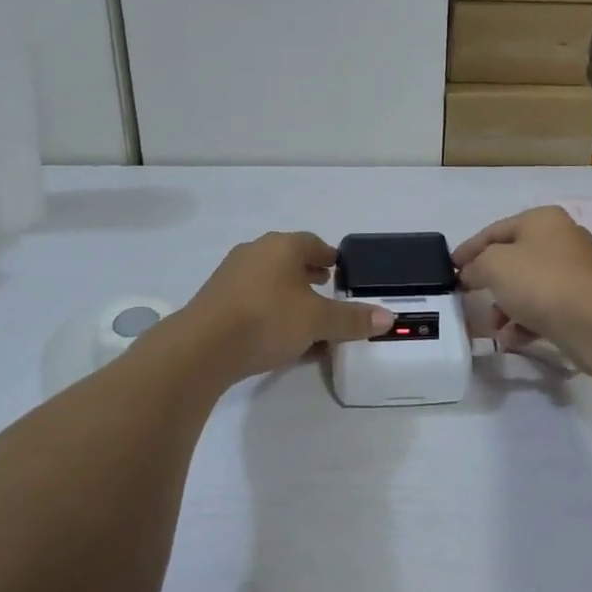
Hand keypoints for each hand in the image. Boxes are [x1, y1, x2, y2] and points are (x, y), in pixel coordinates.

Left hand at [183, 232, 393, 384]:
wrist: (201, 347)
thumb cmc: (267, 320)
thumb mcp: (317, 321)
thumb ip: (352, 319)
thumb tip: (389, 317)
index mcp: (283, 246)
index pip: (313, 243)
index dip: (329, 257)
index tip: (340, 272)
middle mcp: (256, 251)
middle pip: (289, 258)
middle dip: (308, 273)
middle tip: (326, 289)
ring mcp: (231, 274)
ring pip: (269, 278)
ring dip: (287, 292)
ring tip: (302, 314)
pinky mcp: (215, 298)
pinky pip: (251, 297)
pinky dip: (268, 307)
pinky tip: (275, 332)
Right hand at [454, 206, 591, 370]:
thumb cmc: (540, 282)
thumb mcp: (494, 265)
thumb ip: (475, 265)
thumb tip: (469, 273)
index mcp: (542, 219)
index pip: (495, 230)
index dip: (469, 249)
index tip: (450, 268)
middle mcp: (562, 238)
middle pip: (513, 258)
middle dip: (489, 282)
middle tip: (469, 298)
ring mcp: (577, 271)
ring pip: (529, 285)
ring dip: (506, 306)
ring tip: (494, 328)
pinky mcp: (585, 301)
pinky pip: (546, 306)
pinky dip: (527, 320)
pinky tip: (514, 339)